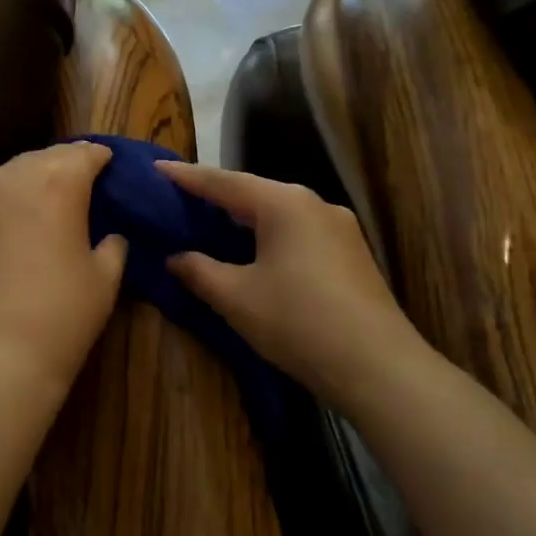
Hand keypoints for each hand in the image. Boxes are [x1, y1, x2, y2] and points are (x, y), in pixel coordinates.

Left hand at [0, 142, 127, 394]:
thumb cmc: (61, 314)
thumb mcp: (105, 280)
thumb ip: (112, 246)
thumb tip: (110, 236)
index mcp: (57, 183)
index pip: (82, 154)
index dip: (97, 156)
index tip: (105, 162)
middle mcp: (9, 179)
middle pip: (40, 159)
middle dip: (59, 166)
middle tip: (74, 182)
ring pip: (2, 178)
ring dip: (23, 186)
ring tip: (34, 207)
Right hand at [155, 161, 431, 413]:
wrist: (379, 367)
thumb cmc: (298, 322)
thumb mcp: (236, 297)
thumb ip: (199, 270)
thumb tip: (175, 257)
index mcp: (284, 203)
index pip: (223, 182)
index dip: (186, 177)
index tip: (156, 168)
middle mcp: (314, 204)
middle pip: (254, 192)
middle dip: (216, 196)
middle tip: (179, 198)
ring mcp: (339, 228)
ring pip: (278, 213)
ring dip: (243, 218)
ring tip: (211, 223)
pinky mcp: (351, 255)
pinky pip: (298, 233)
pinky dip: (268, 236)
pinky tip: (254, 252)